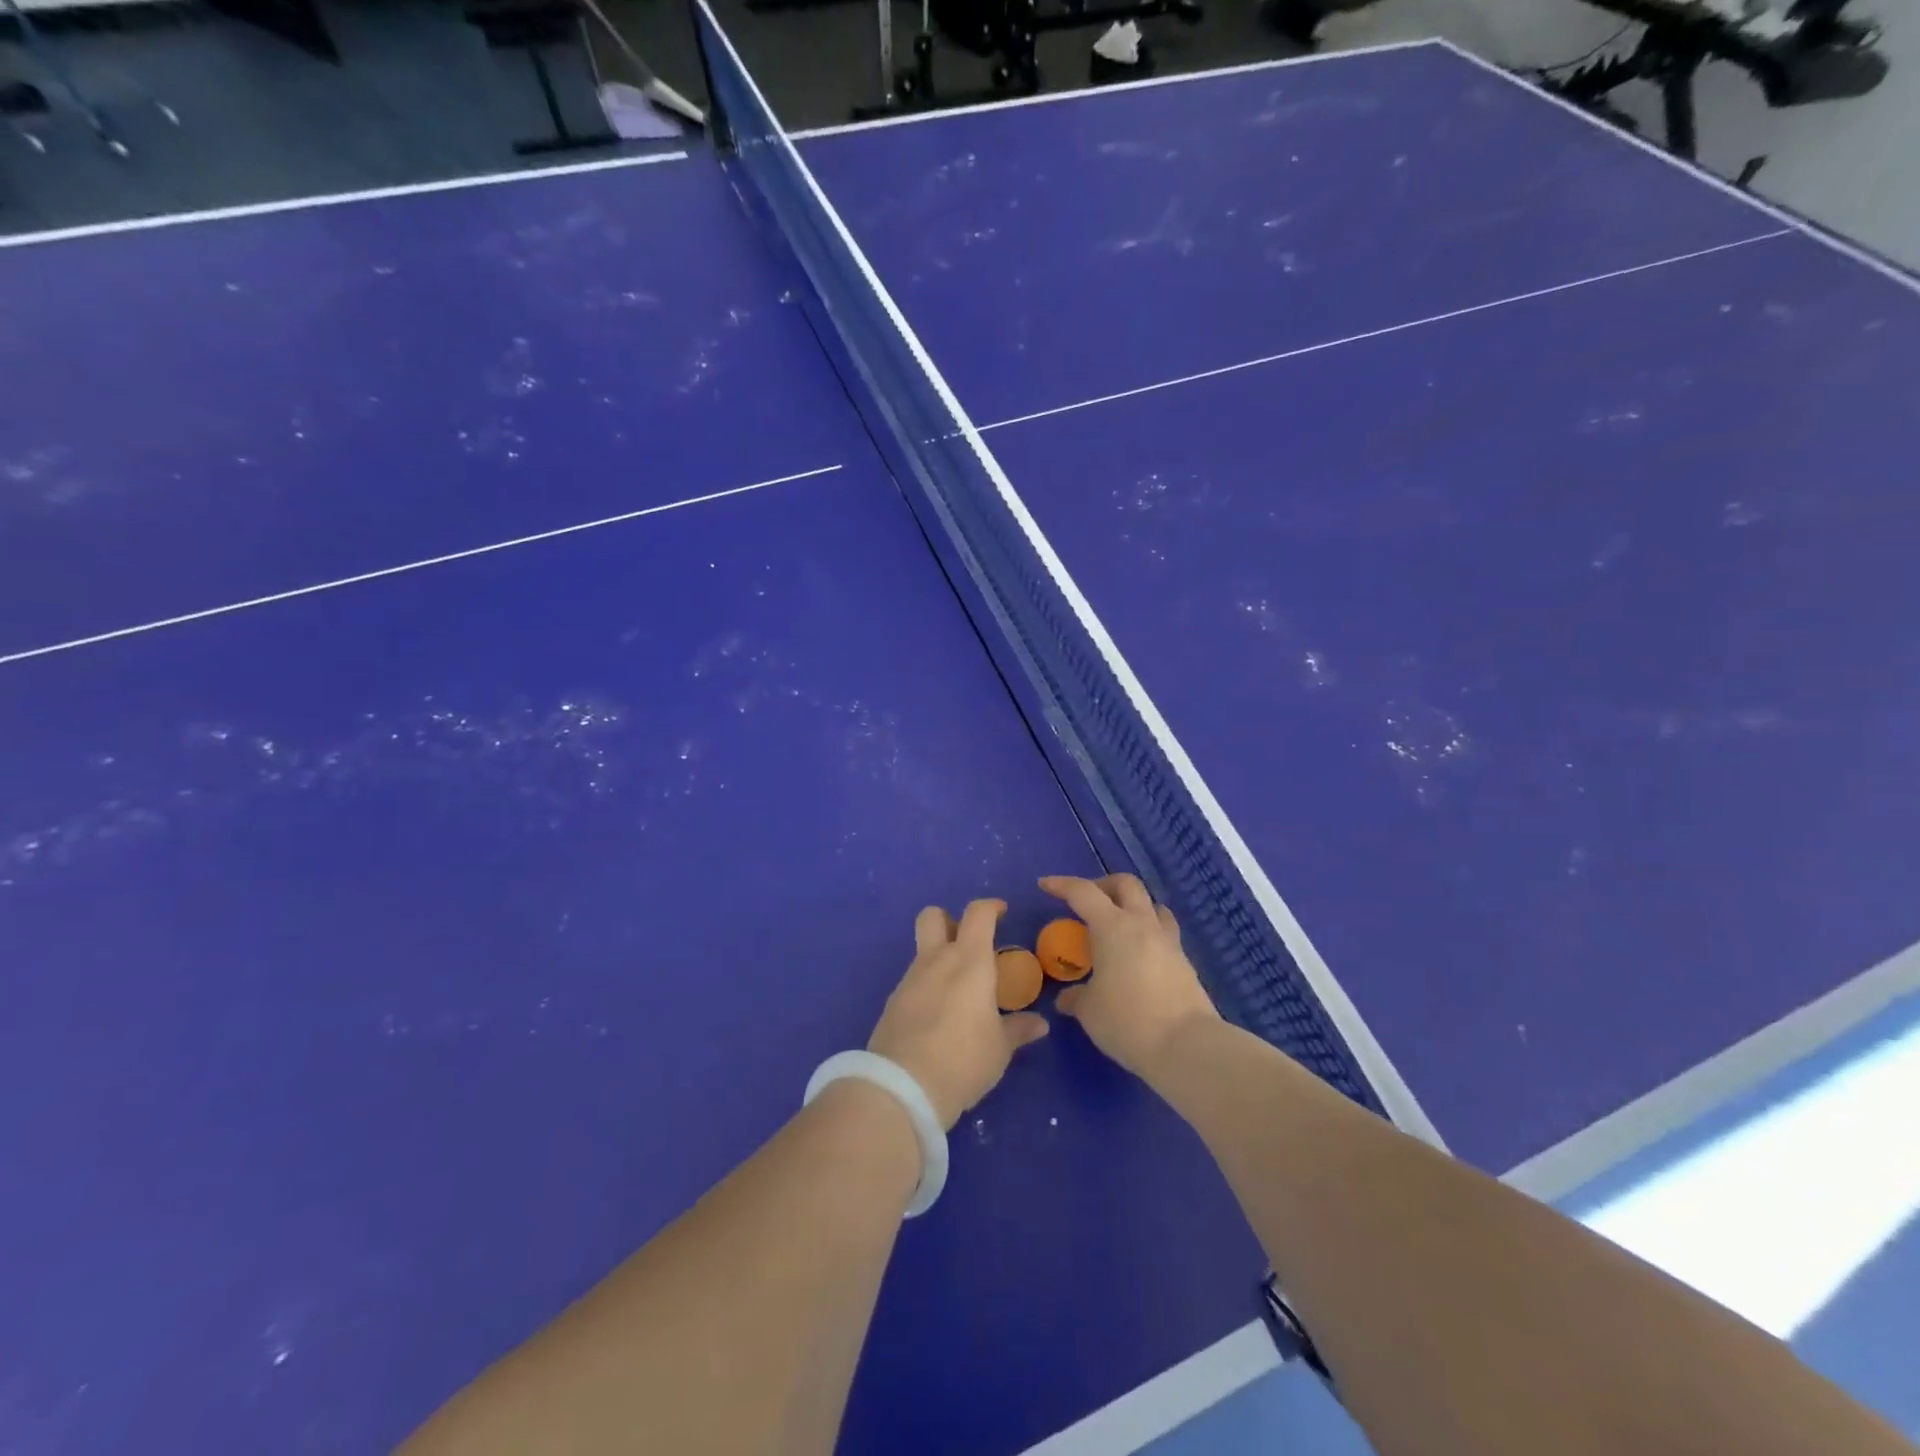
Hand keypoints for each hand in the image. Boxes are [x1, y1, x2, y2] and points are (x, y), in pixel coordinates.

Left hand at [867, 898, 1049, 1129]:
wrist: (902, 1088)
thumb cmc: (963, 1060)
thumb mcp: (1000, 1049)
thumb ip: (1018, 1029)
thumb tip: (1039, 1023)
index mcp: (969, 961)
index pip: (978, 914)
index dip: (991, 907)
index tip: (1002, 913)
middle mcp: (936, 961)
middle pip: (933, 916)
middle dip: (950, 919)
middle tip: (969, 942)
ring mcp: (910, 980)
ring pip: (922, 950)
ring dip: (939, 957)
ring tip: (959, 990)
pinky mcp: (893, 1002)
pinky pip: (913, 980)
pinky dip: (927, 986)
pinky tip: (938, 1015)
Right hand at [1040, 874, 1220, 1080]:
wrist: (1187, 1046)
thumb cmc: (1128, 1021)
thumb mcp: (1089, 1011)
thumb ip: (1075, 998)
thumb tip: (1066, 998)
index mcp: (1112, 927)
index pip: (1083, 892)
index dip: (1061, 885)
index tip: (1045, 885)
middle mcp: (1142, 924)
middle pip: (1126, 884)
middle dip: (1104, 885)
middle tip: (1088, 903)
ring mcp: (1168, 941)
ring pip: (1152, 905)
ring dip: (1132, 906)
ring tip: (1118, 927)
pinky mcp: (1185, 962)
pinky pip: (1164, 932)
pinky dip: (1148, 933)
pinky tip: (1138, 956)